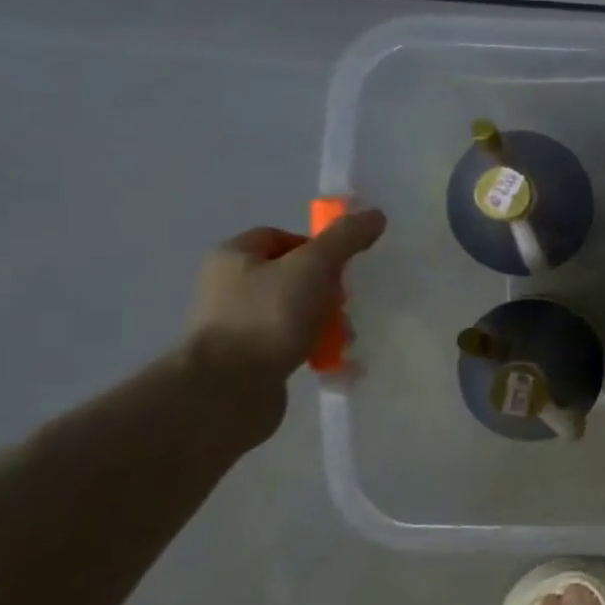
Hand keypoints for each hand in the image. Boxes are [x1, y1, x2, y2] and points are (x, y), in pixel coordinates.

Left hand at [185, 210, 387, 385]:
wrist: (228, 389)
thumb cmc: (267, 317)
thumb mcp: (312, 267)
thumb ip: (344, 239)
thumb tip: (375, 214)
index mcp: (235, 256)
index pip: (282, 236)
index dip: (317, 247)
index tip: (341, 268)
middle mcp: (229, 286)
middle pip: (293, 275)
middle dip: (326, 289)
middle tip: (343, 304)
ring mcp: (237, 325)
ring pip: (295, 311)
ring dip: (324, 321)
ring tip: (342, 338)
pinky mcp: (248, 359)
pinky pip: (290, 343)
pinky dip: (312, 348)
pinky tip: (329, 360)